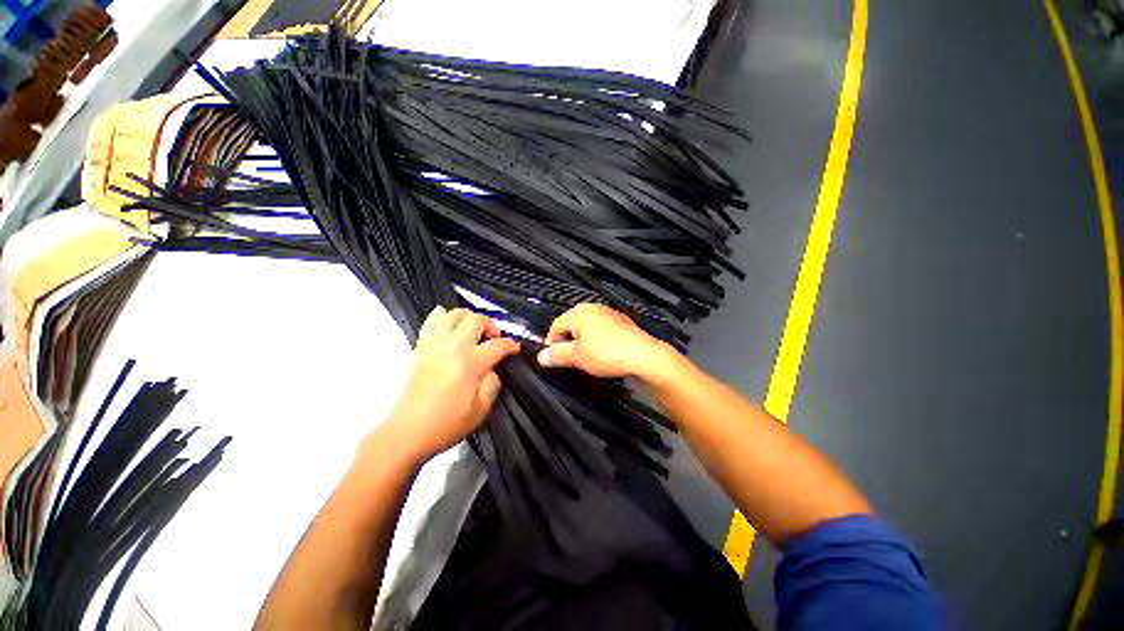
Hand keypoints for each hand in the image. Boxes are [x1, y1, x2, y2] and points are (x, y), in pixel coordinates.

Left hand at [379, 307, 519, 463]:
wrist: (407, 433)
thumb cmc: (446, 424)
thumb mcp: (481, 409)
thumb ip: (492, 382)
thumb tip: (491, 367)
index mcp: (468, 364)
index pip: (496, 345)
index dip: (510, 345)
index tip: (515, 348)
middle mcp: (451, 349)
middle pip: (474, 319)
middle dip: (490, 324)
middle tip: (494, 337)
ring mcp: (433, 347)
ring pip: (451, 314)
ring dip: (467, 317)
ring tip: (473, 330)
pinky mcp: (420, 350)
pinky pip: (430, 323)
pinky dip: (442, 317)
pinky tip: (449, 324)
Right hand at [536, 303, 678, 381]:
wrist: (642, 356)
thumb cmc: (609, 353)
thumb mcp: (577, 357)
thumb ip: (557, 355)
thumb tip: (542, 356)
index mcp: (579, 313)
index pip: (555, 326)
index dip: (551, 343)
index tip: (552, 357)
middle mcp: (592, 308)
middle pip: (570, 325)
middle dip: (567, 342)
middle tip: (569, 359)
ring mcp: (607, 313)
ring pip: (586, 327)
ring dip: (582, 341)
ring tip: (586, 357)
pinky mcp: (619, 322)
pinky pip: (600, 330)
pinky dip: (596, 340)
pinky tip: (602, 352)